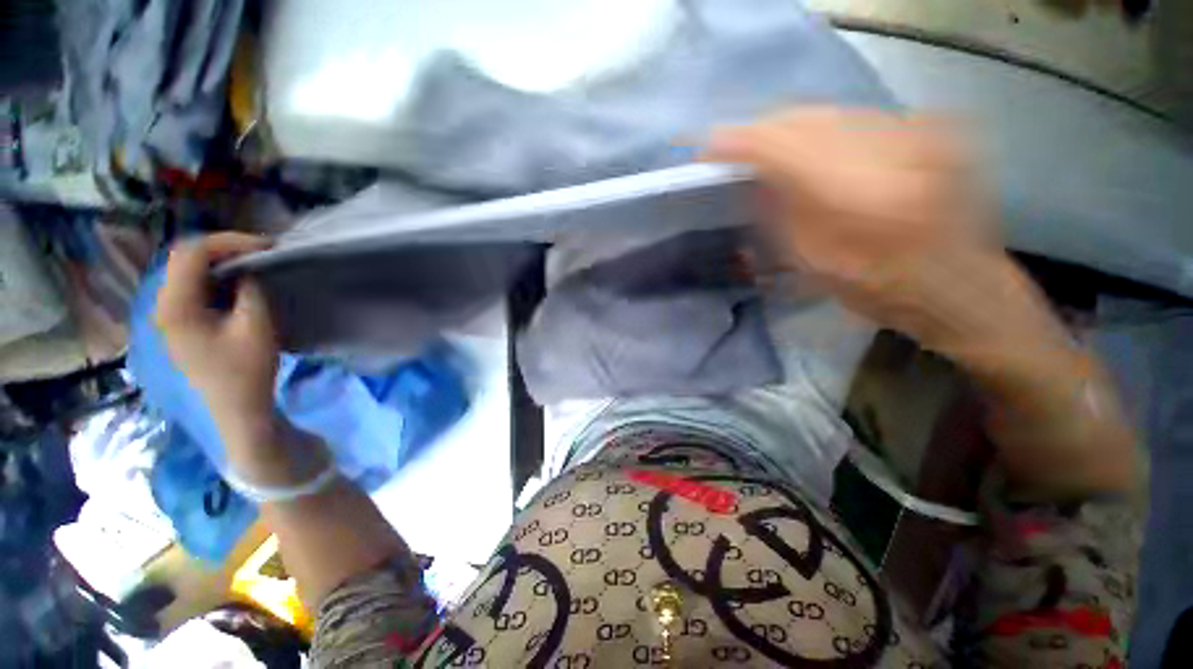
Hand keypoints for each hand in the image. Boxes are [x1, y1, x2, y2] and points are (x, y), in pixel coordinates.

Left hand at [155, 233, 277, 447]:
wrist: (237, 408)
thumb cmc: (246, 371)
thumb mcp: (257, 327)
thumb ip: (251, 290)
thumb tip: (250, 269)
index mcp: (175, 306)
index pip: (191, 252)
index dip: (229, 242)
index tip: (267, 246)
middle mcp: (163, 304)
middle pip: (186, 258)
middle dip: (226, 249)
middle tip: (263, 253)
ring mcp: (170, 314)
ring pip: (190, 271)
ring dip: (223, 263)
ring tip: (256, 265)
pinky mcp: (181, 322)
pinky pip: (195, 287)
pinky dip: (219, 279)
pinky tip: (241, 285)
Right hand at [710, 108, 1136, 494]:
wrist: (964, 289)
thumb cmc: (884, 294)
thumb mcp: (814, 268)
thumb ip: (779, 216)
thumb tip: (751, 178)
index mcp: (863, 200)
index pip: (785, 148)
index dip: (741, 142)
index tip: (708, 147)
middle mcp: (897, 151)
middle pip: (807, 118)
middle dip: (763, 131)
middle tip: (734, 149)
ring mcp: (922, 132)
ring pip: (831, 112)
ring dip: (790, 129)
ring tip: (766, 149)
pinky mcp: (932, 128)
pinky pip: (857, 118)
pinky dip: (823, 130)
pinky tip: (809, 150)